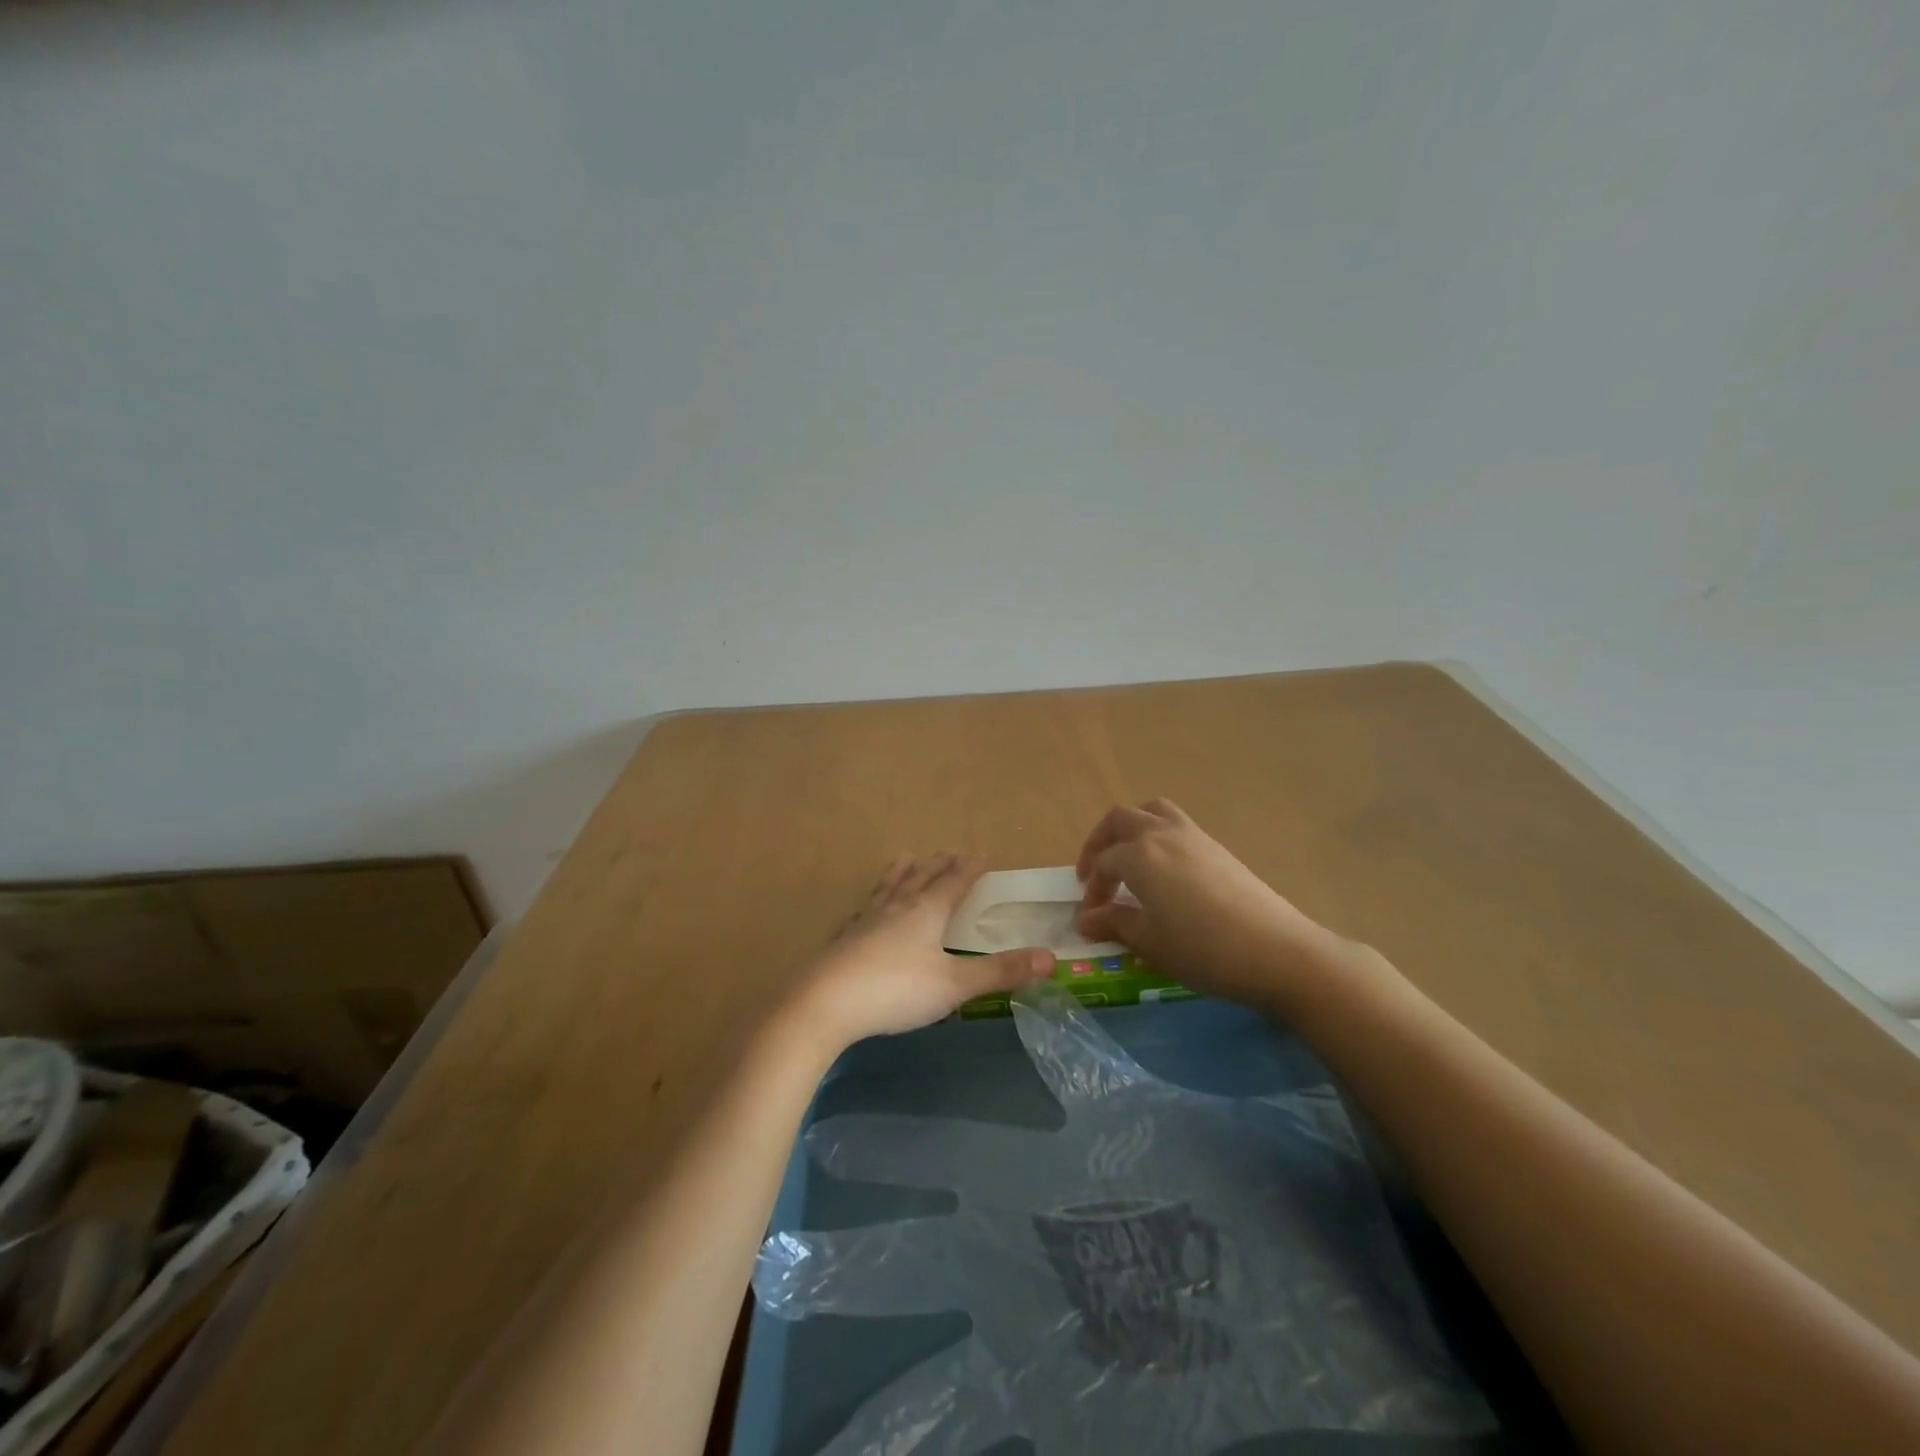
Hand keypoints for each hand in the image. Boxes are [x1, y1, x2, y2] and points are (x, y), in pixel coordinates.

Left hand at [783, 853, 1053, 1054]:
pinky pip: (862, 911)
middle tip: (949, 851)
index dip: (969, 869)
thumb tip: (1050, 958)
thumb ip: (1000, 972)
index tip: (981, 854)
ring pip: (888, 887)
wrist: (824, 1002)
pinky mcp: (842, 939)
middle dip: (939, 865)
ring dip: (902, 872)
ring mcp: (865, 921)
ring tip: (906, 857)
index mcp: (925, 912)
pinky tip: (863, 909)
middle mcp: (896, 907)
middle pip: (921, 878)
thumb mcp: (955, 984)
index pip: (953, 883)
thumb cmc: (895, 990)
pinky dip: (871, 902)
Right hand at [1076, 799, 1356, 1015]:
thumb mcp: (1150, 942)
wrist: (1277, 951)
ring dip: (1130, 828)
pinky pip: (1175, 824)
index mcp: (1139, 855)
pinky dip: (1157, 835)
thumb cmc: (1203, 949)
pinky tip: (1163, 871)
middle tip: (1095, 876)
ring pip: (1151, 811)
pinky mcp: (1216, 846)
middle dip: (1100, 844)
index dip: (1092, 890)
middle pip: (1120, 820)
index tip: (1090, 918)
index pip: (1103, 863)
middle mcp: (1162, 833)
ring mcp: (1193, 835)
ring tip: (1127, 858)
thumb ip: (1114, 923)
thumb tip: (1086, 919)